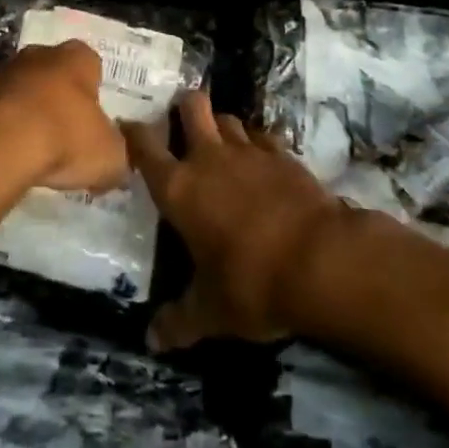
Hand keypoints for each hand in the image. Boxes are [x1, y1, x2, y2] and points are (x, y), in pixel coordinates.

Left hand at [0, 40, 129, 193]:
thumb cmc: (64, 138)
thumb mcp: (109, 157)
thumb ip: (117, 156)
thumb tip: (116, 163)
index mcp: (78, 57)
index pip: (92, 65)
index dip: (95, 93)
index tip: (94, 122)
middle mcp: (41, 54)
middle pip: (55, 73)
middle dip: (60, 99)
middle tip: (66, 136)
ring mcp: (4, 71)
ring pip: (24, 90)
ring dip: (28, 113)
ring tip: (35, 152)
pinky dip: (3, 129)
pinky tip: (9, 157)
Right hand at [124, 92, 343, 350]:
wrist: (320, 259)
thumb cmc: (252, 284)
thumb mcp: (211, 313)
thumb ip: (179, 322)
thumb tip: (151, 340)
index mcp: (179, 189)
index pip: (145, 148)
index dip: (134, 133)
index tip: (128, 127)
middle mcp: (208, 158)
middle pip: (191, 107)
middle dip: (184, 107)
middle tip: (182, 120)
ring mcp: (248, 151)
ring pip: (227, 118)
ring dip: (220, 125)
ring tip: (220, 143)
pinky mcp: (282, 154)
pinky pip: (260, 136)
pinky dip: (255, 143)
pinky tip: (260, 161)